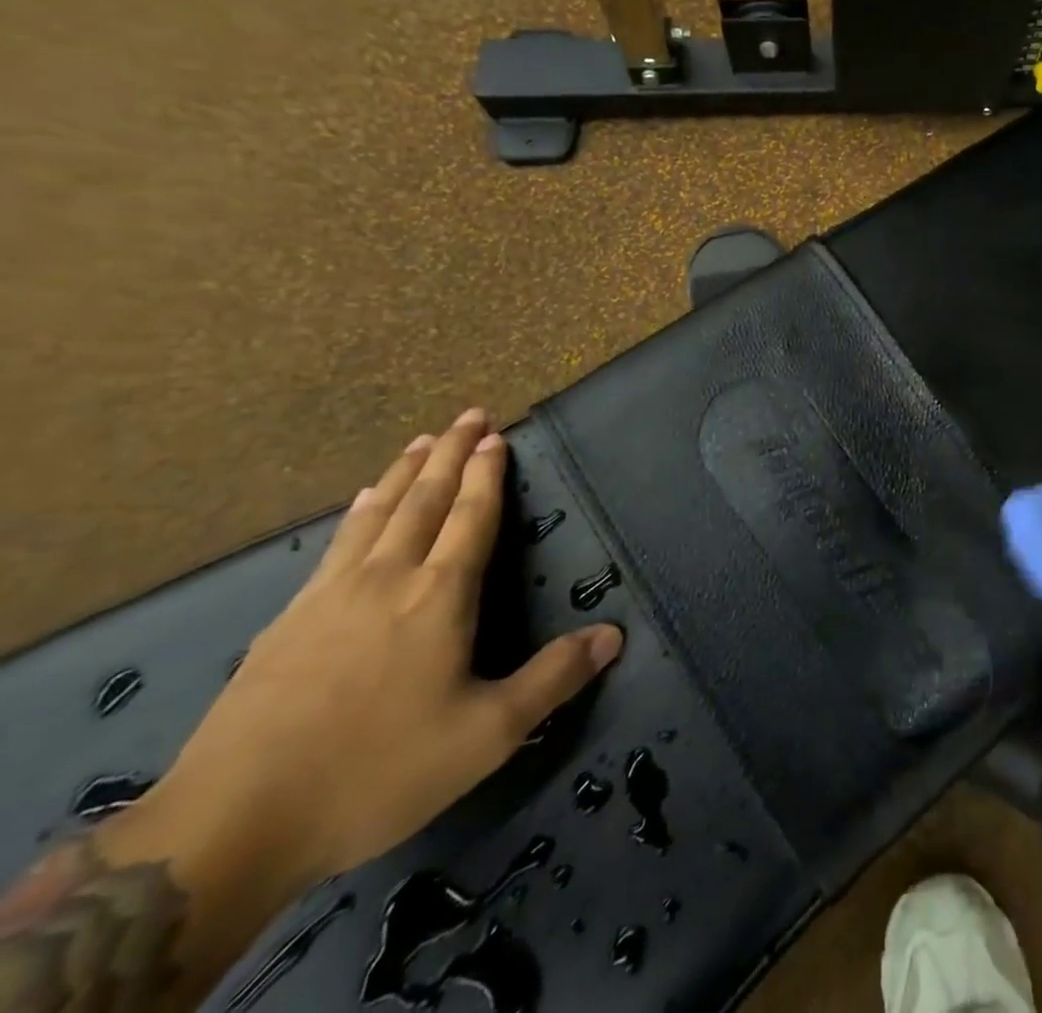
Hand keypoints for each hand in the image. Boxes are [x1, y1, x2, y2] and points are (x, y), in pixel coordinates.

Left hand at [116, 410, 623, 896]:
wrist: (228, 827)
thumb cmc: (375, 773)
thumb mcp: (486, 735)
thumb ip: (552, 679)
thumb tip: (614, 634)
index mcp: (439, 597)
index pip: (471, 517)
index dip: (487, 474)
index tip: (496, 435)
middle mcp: (387, 579)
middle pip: (425, 500)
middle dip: (451, 454)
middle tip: (468, 415)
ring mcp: (329, 597)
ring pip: (377, 514)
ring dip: (405, 472)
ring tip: (421, 441)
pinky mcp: (285, 623)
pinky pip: (336, 544)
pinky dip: (359, 512)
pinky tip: (360, 506)